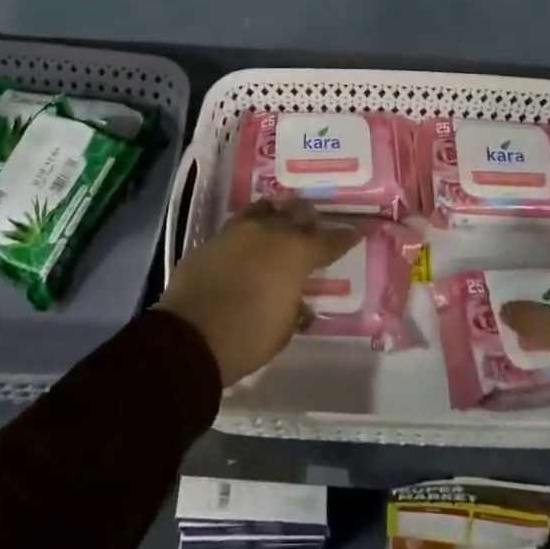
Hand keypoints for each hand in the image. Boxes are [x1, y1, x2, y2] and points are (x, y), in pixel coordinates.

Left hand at [157, 200, 357, 386]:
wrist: (190, 336)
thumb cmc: (247, 337)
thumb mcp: (283, 330)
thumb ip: (295, 309)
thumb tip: (301, 304)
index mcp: (295, 254)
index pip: (329, 241)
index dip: (346, 236)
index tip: (359, 229)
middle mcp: (270, 233)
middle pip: (296, 215)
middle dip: (309, 218)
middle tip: (315, 224)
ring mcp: (238, 231)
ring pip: (266, 210)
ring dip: (278, 215)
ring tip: (283, 220)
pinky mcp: (213, 238)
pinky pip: (240, 223)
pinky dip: (252, 227)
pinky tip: (251, 237)